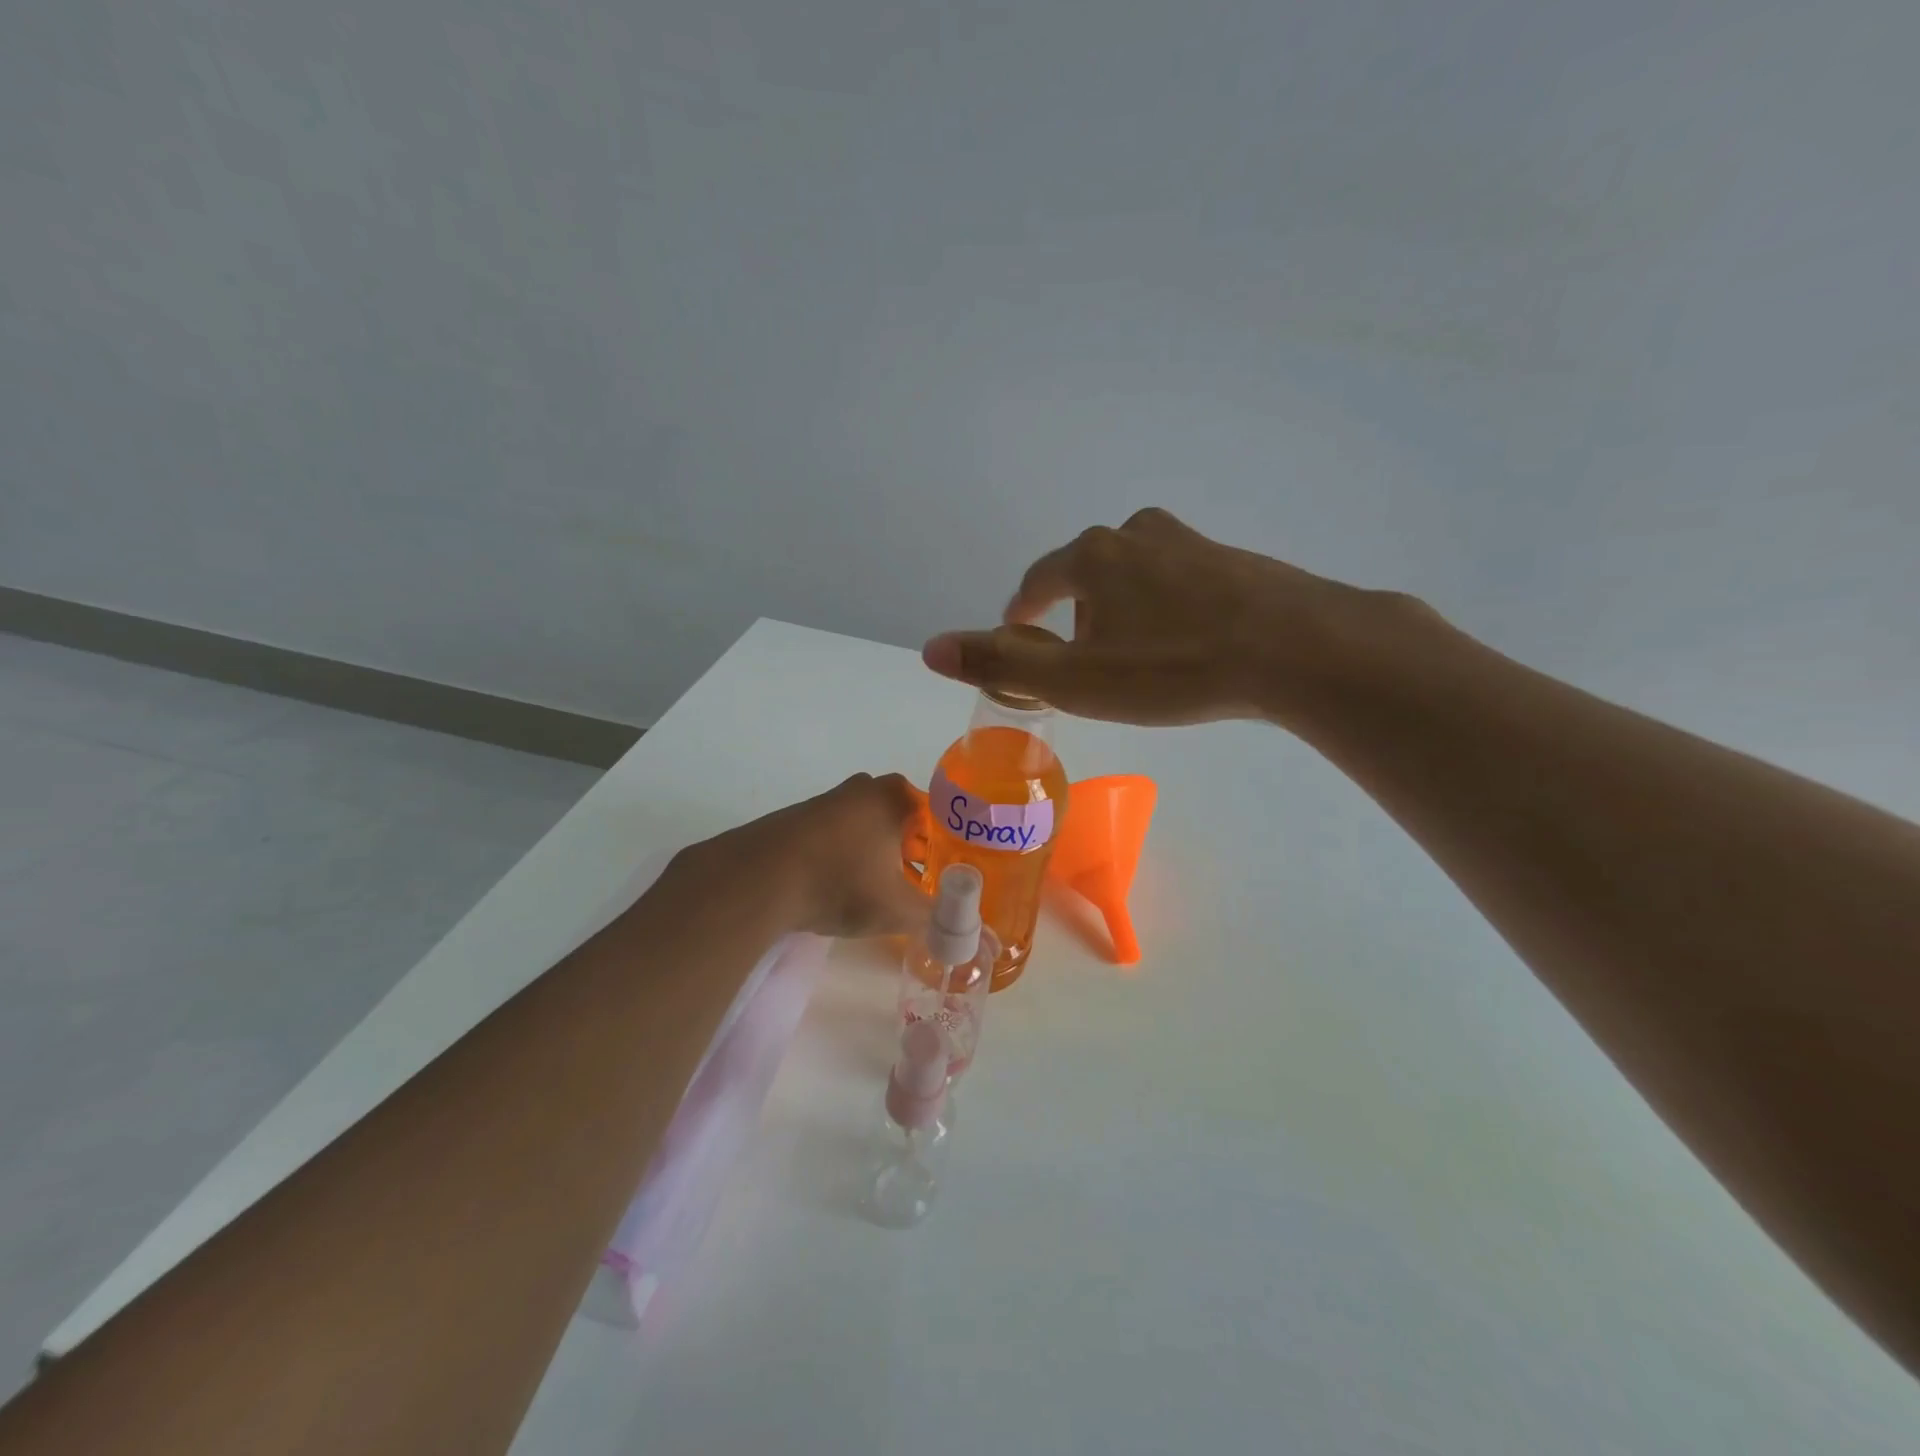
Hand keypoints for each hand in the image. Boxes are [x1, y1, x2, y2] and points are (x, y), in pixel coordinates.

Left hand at [671, 773, 929, 938]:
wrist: (759, 878)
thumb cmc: (841, 883)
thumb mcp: (898, 909)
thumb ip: (937, 920)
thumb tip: (972, 936)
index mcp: (894, 797)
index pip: (935, 813)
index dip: (942, 846)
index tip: (941, 875)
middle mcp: (862, 789)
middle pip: (899, 817)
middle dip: (908, 849)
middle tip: (911, 882)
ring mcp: (825, 800)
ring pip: (864, 825)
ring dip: (873, 853)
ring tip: (872, 890)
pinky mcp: (795, 818)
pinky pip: (833, 834)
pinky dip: (841, 855)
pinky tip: (834, 886)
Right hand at [921, 508, 1419, 727]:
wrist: (1298, 650)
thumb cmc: (1173, 668)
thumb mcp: (1077, 679)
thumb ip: (1001, 663)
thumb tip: (929, 648)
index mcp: (1093, 556)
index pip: (1040, 578)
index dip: (1023, 609)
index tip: (1018, 631)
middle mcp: (1137, 535)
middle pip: (1087, 574)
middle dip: (1075, 614)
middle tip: (1081, 661)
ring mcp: (1191, 543)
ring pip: (1135, 575)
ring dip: (1121, 610)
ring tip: (1132, 657)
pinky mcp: (1234, 562)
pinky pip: (1179, 583)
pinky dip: (1166, 610)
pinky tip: (1184, 645)